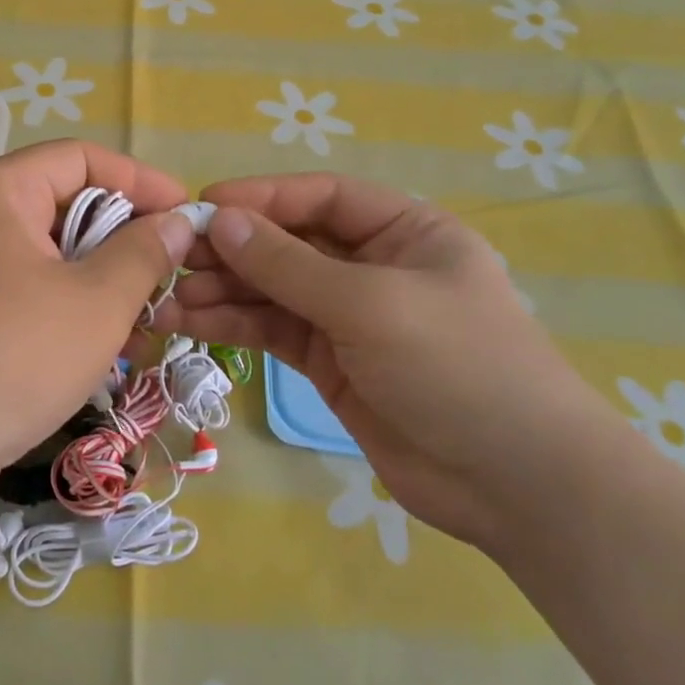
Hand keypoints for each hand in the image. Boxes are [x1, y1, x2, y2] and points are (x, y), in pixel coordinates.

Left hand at [0, 140, 193, 519]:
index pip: (82, 158)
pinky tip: (112, 352)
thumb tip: (177, 221)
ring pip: (55, 258)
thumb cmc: (8, 355)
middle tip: (175, 277)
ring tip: (152, 324)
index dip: (141, 181)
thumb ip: (144, 253)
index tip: (189, 216)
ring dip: (106, 284)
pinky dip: (73, 312)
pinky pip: (33, 295)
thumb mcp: (95, 302)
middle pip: (68, 207)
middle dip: (126, 241)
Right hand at [167, 174, 613, 552]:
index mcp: (403, 231)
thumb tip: (219, 220)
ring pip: (272, 289)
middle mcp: (372, 266)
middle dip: (232, 250)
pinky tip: (188, 322)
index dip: (261, 198)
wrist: (517, 486)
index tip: (202, 207)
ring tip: (167, 298)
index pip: (321, 197)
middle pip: (288, 243)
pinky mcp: (328, 362)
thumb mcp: (370, 304)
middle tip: (172, 259)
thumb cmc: (458, 367)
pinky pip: (272, 330)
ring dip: (221, 291)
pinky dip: (231, 325)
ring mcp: (348, 317)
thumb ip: (288, 264)